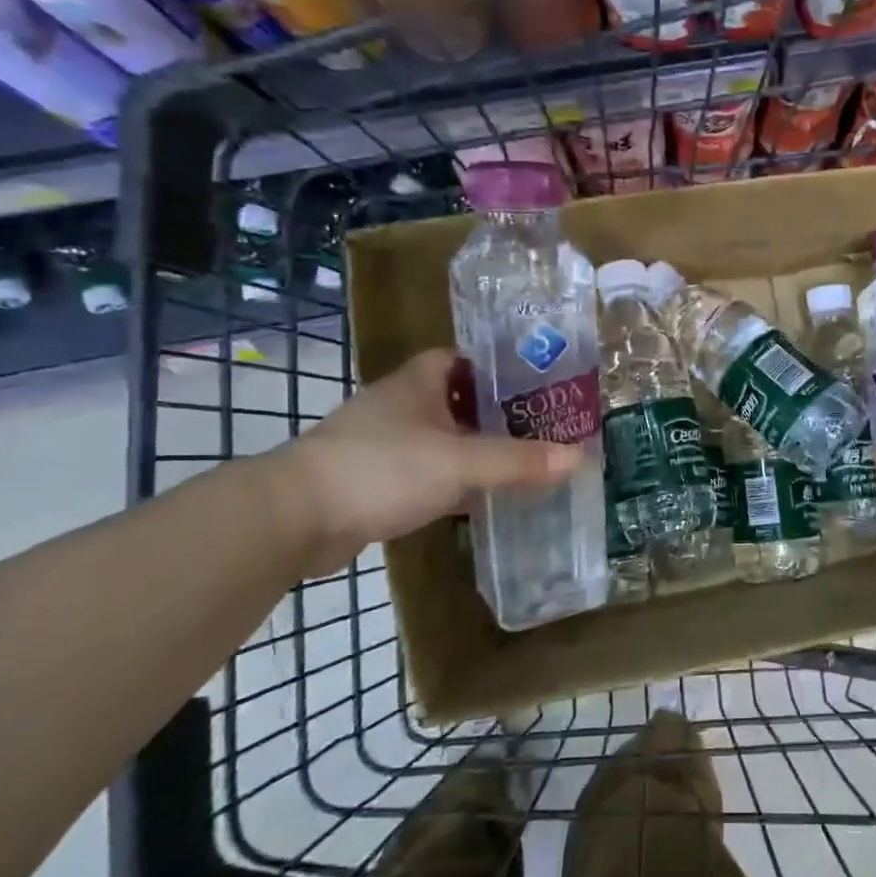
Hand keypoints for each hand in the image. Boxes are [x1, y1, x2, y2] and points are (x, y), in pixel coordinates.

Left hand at [267, 348, 581, 575]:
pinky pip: (428, 474)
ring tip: (524, 461)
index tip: (537, 382)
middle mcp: (400, 407)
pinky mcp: (376, 483)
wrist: (296, 519)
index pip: (461, 358)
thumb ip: (519, 461)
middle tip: (544, 426)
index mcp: (417, 383)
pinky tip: (482, 498)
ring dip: (477, 450)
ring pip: (444, 440)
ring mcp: (385, 445)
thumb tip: (580, 456)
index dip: (498, 366)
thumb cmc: (382, 469)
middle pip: (458, 400)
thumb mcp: (460, 462)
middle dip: (497, 413)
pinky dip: (455, 483)